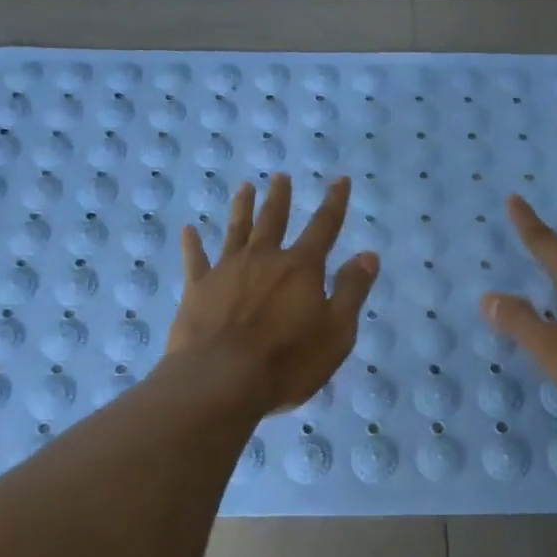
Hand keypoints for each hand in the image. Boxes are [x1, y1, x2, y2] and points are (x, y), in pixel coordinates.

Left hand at [167, 173, 379, 414]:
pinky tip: (189, 231)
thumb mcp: (336, 332)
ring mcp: (227, 271)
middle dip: (280, 197)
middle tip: (280, 176)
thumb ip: (351, 291)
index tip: (340, 180)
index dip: (334, 202)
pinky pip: (195, 260)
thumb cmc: (287, 361)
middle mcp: (264, 259)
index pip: (324, 227)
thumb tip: (368, 254)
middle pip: (274, 220)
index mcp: (301, 268)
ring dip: (242, 208)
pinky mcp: (197, 289)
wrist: (219, 380)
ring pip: (236, 231)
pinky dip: (192, 245)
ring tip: (245, 188)